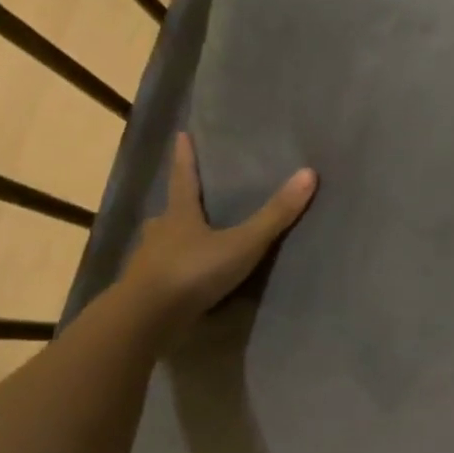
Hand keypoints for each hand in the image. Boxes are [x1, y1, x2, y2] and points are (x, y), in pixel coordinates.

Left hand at [121, 133, 315, 329]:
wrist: (148, 317)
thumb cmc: (195, 271)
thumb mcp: (242, 243)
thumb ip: (274, 215)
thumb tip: (308, 173)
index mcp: (180, 215)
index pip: (184, 178)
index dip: (185, 157)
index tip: (180, 135)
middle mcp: (160, 233)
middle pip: (170, 212)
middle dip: (179, 207)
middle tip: (187, 203)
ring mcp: (148, 262)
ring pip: (162, 244)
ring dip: (173, 240)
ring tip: (187, 243)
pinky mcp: (146, 290)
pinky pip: (161, 273)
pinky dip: (171, 271)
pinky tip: (182, 281)